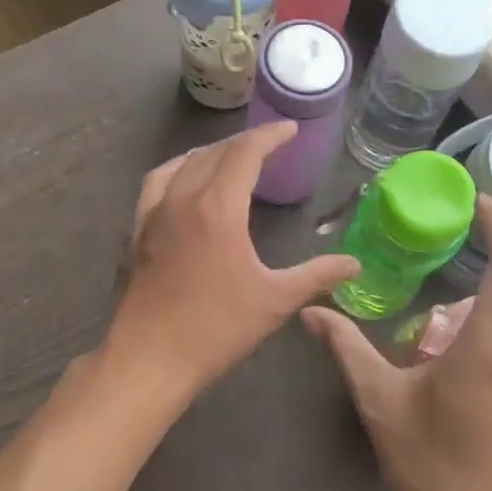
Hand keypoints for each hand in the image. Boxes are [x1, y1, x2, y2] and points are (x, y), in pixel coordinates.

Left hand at [102, 121, 360, 408]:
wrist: (147, 361)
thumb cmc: (215, 329)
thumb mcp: (275, 301)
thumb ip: (317, 276)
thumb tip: (355, 264)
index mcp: (217, 208)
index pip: (245, 153)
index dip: (269, 136)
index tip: (289, 129)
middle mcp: (182, 199)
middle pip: (213, 153)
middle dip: (244, 142)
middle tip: (268, 144)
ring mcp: (153, 214)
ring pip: (181, 163)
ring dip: (209, 152)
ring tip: (229, 157)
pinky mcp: (136, 232)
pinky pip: (156, 183)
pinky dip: (176, 170)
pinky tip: (182, 184)